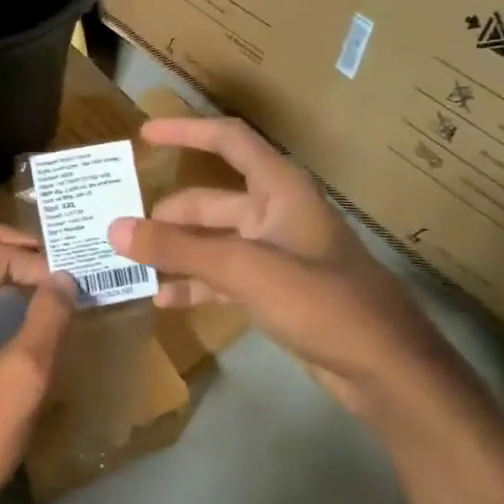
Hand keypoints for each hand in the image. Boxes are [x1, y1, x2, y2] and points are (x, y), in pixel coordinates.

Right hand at [109, 118, 446, 413]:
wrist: (388, 372)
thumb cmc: (323, 302)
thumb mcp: (245, 269)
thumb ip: (178, 249)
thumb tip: (115, 229)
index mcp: (280, 190)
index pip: (229, 141)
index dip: (187, 131)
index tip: (144, 134)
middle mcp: (276, 214)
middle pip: (210, 201)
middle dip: (167, 214)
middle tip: (120, 228)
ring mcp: (275, 255)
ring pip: (212, 241)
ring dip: (175, 252)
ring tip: (131, 263)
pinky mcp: (275, 291)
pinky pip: (223, 277)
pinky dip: (194, 284)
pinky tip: (163, 300)